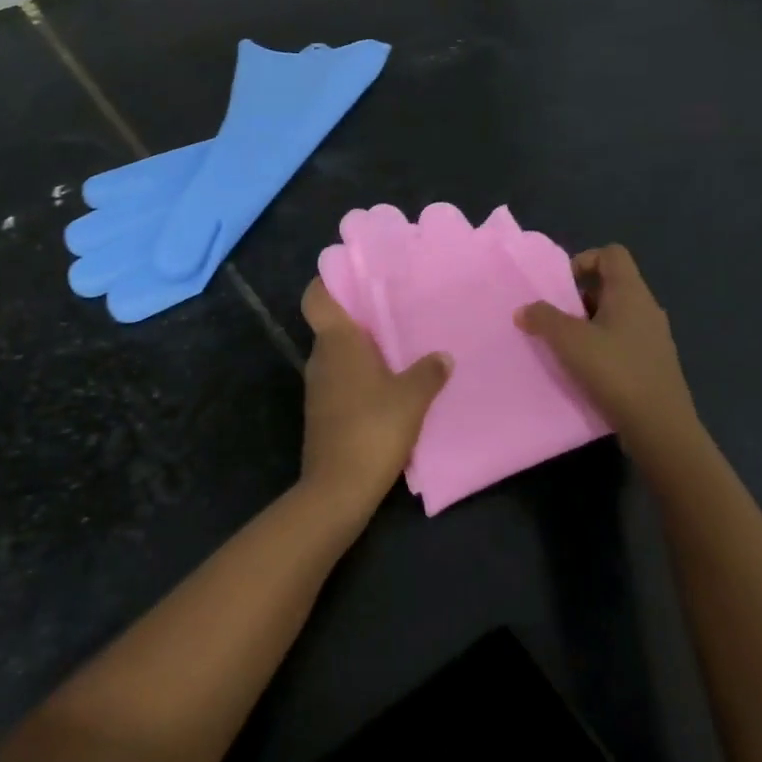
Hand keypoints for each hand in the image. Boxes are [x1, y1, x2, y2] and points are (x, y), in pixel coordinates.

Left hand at [297, 278, 450, 526]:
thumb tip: (443, 356)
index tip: (353, 274)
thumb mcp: (412, 398)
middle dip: (359, 316)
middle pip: (333, 325)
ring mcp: (318, 386)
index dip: (328, 282)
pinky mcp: (322, 410)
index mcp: (337, 343)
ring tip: (398, 344)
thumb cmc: (374, 429)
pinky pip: (340, 378)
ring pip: (338, 353)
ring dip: (361, 348)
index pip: (317, 298)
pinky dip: (359, 374)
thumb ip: (429, 372)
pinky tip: (388, 384)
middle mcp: (321, 357)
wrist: (338, 486)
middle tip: (394, 308)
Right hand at [515, 245, 698, 446]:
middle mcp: (647, 309)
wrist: (659, 427)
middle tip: (555, 318)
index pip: (611, 254)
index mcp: (631, 294)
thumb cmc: (615, 372)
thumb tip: (525, 309)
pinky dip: (601, 347)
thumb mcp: (569, 341)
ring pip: (615, 316)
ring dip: (587, 324)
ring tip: (564, 347)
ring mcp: (653, 338)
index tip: (561, 287)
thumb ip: (543, 318)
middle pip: (611, 285)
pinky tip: (584, 370)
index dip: (583, 261)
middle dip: (578, 297)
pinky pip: (622, 341)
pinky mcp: (652, 364)